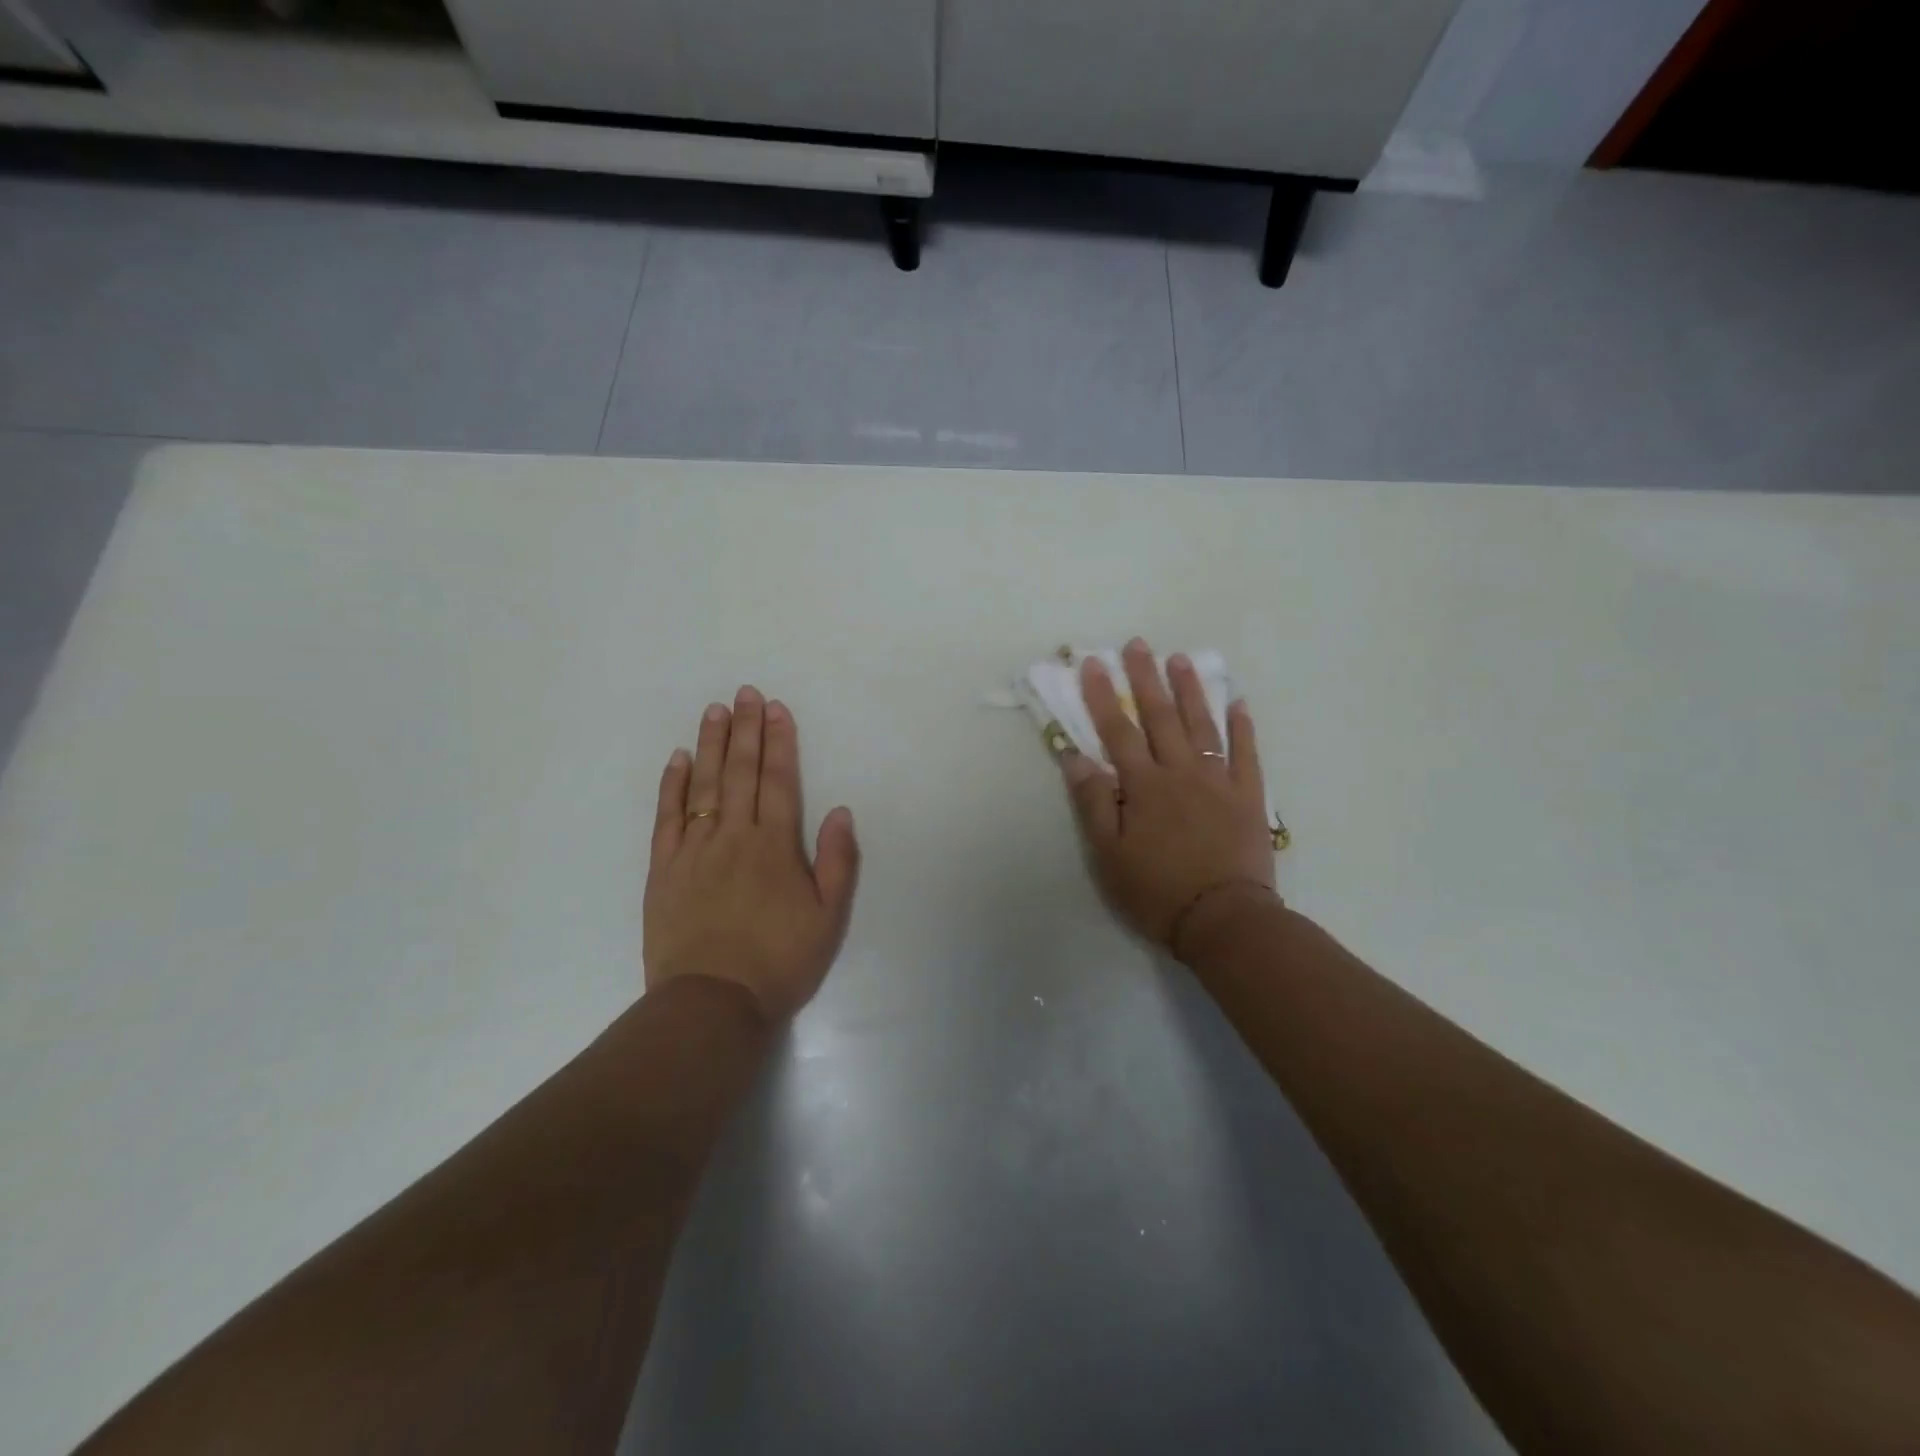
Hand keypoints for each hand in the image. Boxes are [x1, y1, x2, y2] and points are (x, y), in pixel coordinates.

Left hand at [645, 687, 859, 1020]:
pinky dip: (673, 784)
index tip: (776, 709)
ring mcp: (694, 849)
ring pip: (703, 784)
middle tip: (746, 693)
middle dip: (745, 730)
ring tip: (715, 711)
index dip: (778, 742)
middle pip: (740, 772)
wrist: (712, 1002)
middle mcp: (733, 835)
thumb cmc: (779, 961)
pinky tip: (679, 759)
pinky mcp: (664, 868)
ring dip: (711, 744)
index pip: (777, 781)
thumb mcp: (828, 917)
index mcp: (774, 845)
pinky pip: (667, 816)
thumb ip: (837, 861)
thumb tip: (839, 811)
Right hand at [1060, 640, 1277, 957]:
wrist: (1223, 919)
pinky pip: (1246, 754)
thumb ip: (1093, 802)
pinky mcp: (1248, 797)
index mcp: (1144, 786)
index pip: (1117, 731)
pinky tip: (1238, 702)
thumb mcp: (1108, 854)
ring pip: (1202, 725)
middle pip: (1160, 717)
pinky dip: (1242, 727)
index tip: (1092, 663)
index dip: (1102, 696)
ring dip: (1190, 690)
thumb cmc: (1156, 890)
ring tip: (1180, 659)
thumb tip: (1075, 757)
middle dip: (1145, 678)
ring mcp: (1218, 781)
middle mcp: (1180, 772)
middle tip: (1138, 644)